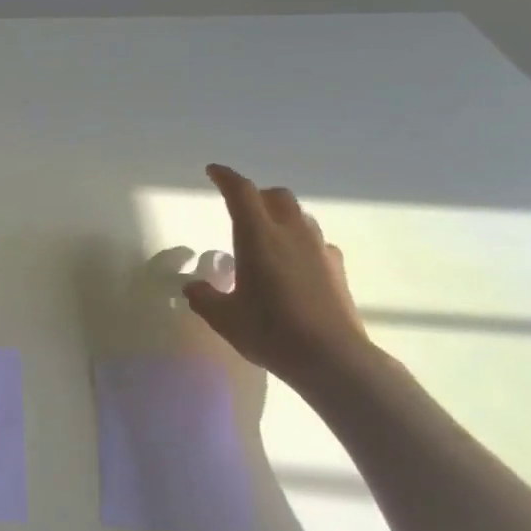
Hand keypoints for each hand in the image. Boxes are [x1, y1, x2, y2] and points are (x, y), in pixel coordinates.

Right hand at [182, 164, 367, 385]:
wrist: (333, 358)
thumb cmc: (271, 332)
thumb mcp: (225, 319)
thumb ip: (204, 298)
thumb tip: (192, 287)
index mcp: (258, 237)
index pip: (241, 192)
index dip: (225, 177)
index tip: (213, 171)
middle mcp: (291, 233)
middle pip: (276, 196)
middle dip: (256, 195)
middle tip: (240, 210)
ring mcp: (319, 249)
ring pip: (299, 216)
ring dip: (280, 217)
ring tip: (266, 240)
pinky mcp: (337, 269)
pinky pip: (316, 242)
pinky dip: (300, 244)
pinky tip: (293, 267)